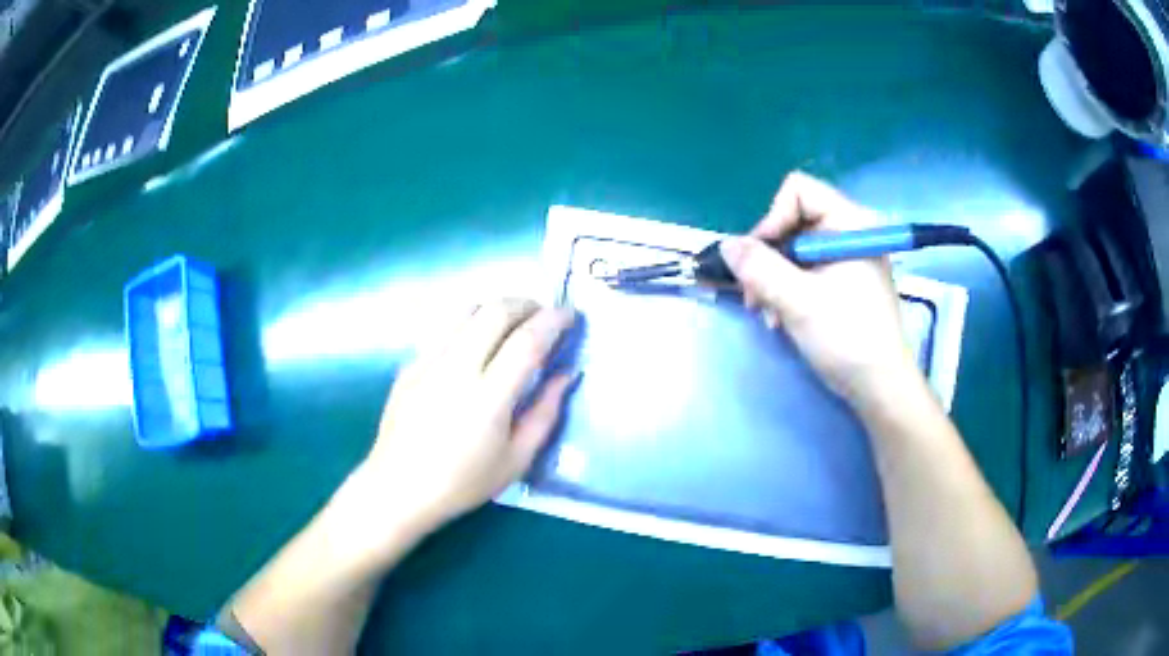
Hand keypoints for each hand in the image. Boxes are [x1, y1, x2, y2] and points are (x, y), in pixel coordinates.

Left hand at [359, 299, 576, 533]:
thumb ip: (545, 413)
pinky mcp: (410, 364)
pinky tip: (475, 346)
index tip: (570, 315)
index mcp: (488, 398)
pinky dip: (469, 324)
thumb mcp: (516, 459)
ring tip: (511, 325)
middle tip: (543, 315)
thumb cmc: (462, 482)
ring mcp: (428, 361)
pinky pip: (444, 328)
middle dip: (526, 304)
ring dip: (496, 308)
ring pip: (466, 310)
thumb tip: (565, 374)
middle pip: (495, 312)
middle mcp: (456, 369)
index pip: (526, 341)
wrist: (398, 487)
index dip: (553, 321)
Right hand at [720, 172, 916, 400]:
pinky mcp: (845, 280)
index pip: (798, 191)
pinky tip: (782, 318)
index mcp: (849, 223)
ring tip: (768, 314)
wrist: (880, 387)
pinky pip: (806, 270)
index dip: (773, 219)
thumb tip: (726, 244)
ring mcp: (847, 258)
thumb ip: (759, 268)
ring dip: (774, 278)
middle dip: (769, 257)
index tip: (760, 259)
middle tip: (755, 295)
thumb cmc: (847, 338)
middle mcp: (849, 232)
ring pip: (795, 248)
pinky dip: (788, 289)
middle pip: (793, 220)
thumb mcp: (798, 302)